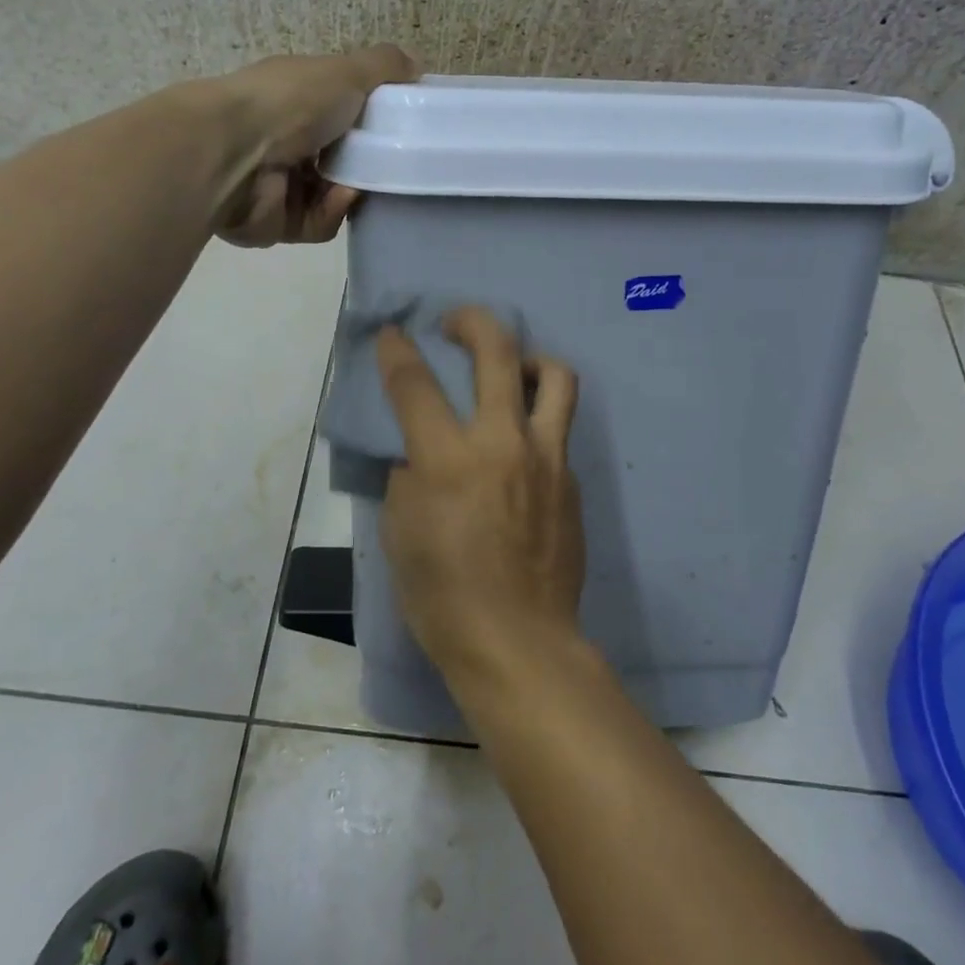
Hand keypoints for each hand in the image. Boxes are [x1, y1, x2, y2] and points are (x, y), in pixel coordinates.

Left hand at [213, 44, 415, 245]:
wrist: (232, 154)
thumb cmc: (289, 103)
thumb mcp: (346, 71)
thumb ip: (383, 67)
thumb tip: (417, 63)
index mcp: (292, 100)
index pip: (337, 111)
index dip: (367, 119)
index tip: (396, 126)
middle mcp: (282, 141)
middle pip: (338, 159)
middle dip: (365, 163)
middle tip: (390, 163)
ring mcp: (278, 185)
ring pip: (332, 196)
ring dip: (351, 190)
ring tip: (359, 182)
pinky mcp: (277, 223)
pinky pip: (320, 224)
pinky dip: (332, 211)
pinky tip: (337, 197)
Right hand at [377, 307, 586, 686]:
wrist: (518, 642)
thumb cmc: (443, 596)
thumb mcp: (400, 534)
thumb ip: (409, 478)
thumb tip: (422, 453)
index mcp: (450, 459)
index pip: (416, 384)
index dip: (397, 350)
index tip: (392, 333)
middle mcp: (504, 443)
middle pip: (498, 351)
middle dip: (471, 321)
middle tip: (454, 323)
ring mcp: (548, 458)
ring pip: (554, 376)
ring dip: (528, 358)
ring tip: (510, 369)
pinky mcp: (572, 480)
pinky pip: (557, 430)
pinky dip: (535, 421)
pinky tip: (520, 448)